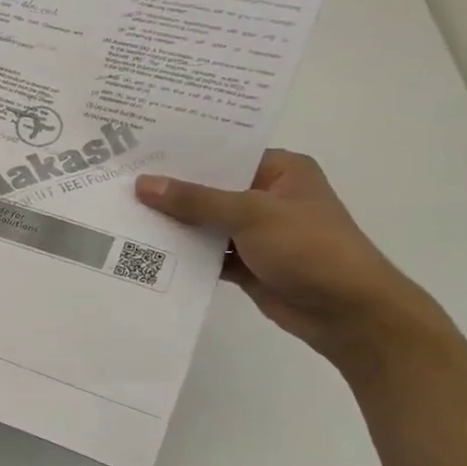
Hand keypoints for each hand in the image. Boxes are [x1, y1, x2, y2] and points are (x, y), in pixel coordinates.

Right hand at [134, 150, 445, 373]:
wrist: (347, 313)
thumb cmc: (310, 248)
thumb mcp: (251, 214)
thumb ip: (195, 200)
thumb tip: (144, 184)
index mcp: (280, 171)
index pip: (224, 155)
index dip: (182, 155)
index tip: (137, 152)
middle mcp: (266, 196)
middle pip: (209, 189)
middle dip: (170, 192)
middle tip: (118, 183)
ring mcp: (255, 233)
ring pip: (204, 224)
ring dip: (173, 225)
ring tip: (121, 215)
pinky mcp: (246, 264)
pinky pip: (206, 254)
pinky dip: (183, 255)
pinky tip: (144, 251)